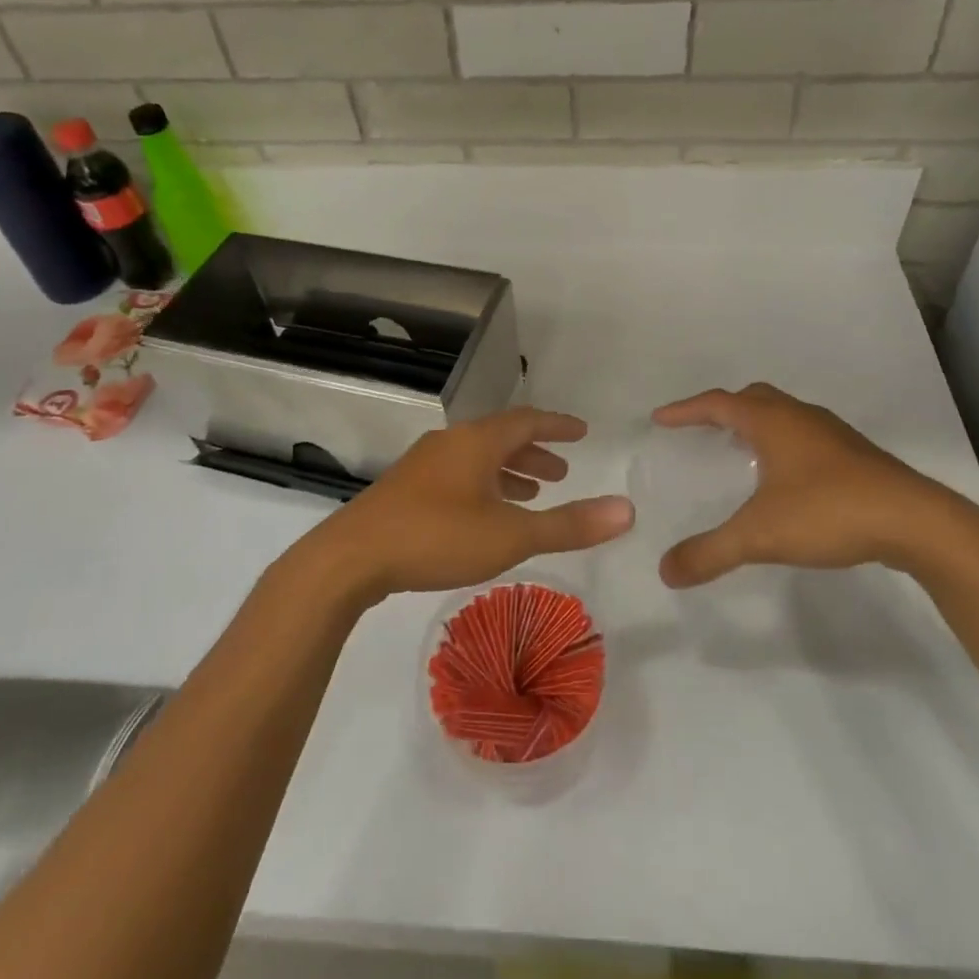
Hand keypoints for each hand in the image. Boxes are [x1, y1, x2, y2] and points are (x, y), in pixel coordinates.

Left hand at [305, 407, 634, 602]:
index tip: (582, 431)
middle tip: (562, 474)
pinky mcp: (406, 490)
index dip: (557, 426)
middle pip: (501, 437)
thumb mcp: (512, 534)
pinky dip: (484, 487)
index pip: (527, 420)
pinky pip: (458, 476)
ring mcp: (424, 466)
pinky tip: (484, 517)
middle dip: (535, 453)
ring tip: (532, 496)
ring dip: (509, 472)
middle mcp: (451, 444)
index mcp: (477, 442)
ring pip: (478, 459)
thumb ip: (569, 524)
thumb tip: (627, 510)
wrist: (351, 558)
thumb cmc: (437, 537)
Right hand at [651, 383, 978, 586]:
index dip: (685, 410)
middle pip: (752, 398)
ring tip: (739, 451)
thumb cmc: (829, 512)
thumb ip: (710, 553)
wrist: (916, 522)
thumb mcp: (760, 535)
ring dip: (756, 424)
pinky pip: (805, 436)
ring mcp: (832, 434)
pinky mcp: (856, 456)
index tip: (660, 419)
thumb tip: (665, 571)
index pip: (717, 404)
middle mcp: (800, 418)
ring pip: (784, 415)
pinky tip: (786, 478)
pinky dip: (783, 443)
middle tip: (701, 429)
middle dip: (722, 409)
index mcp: (772, 422)